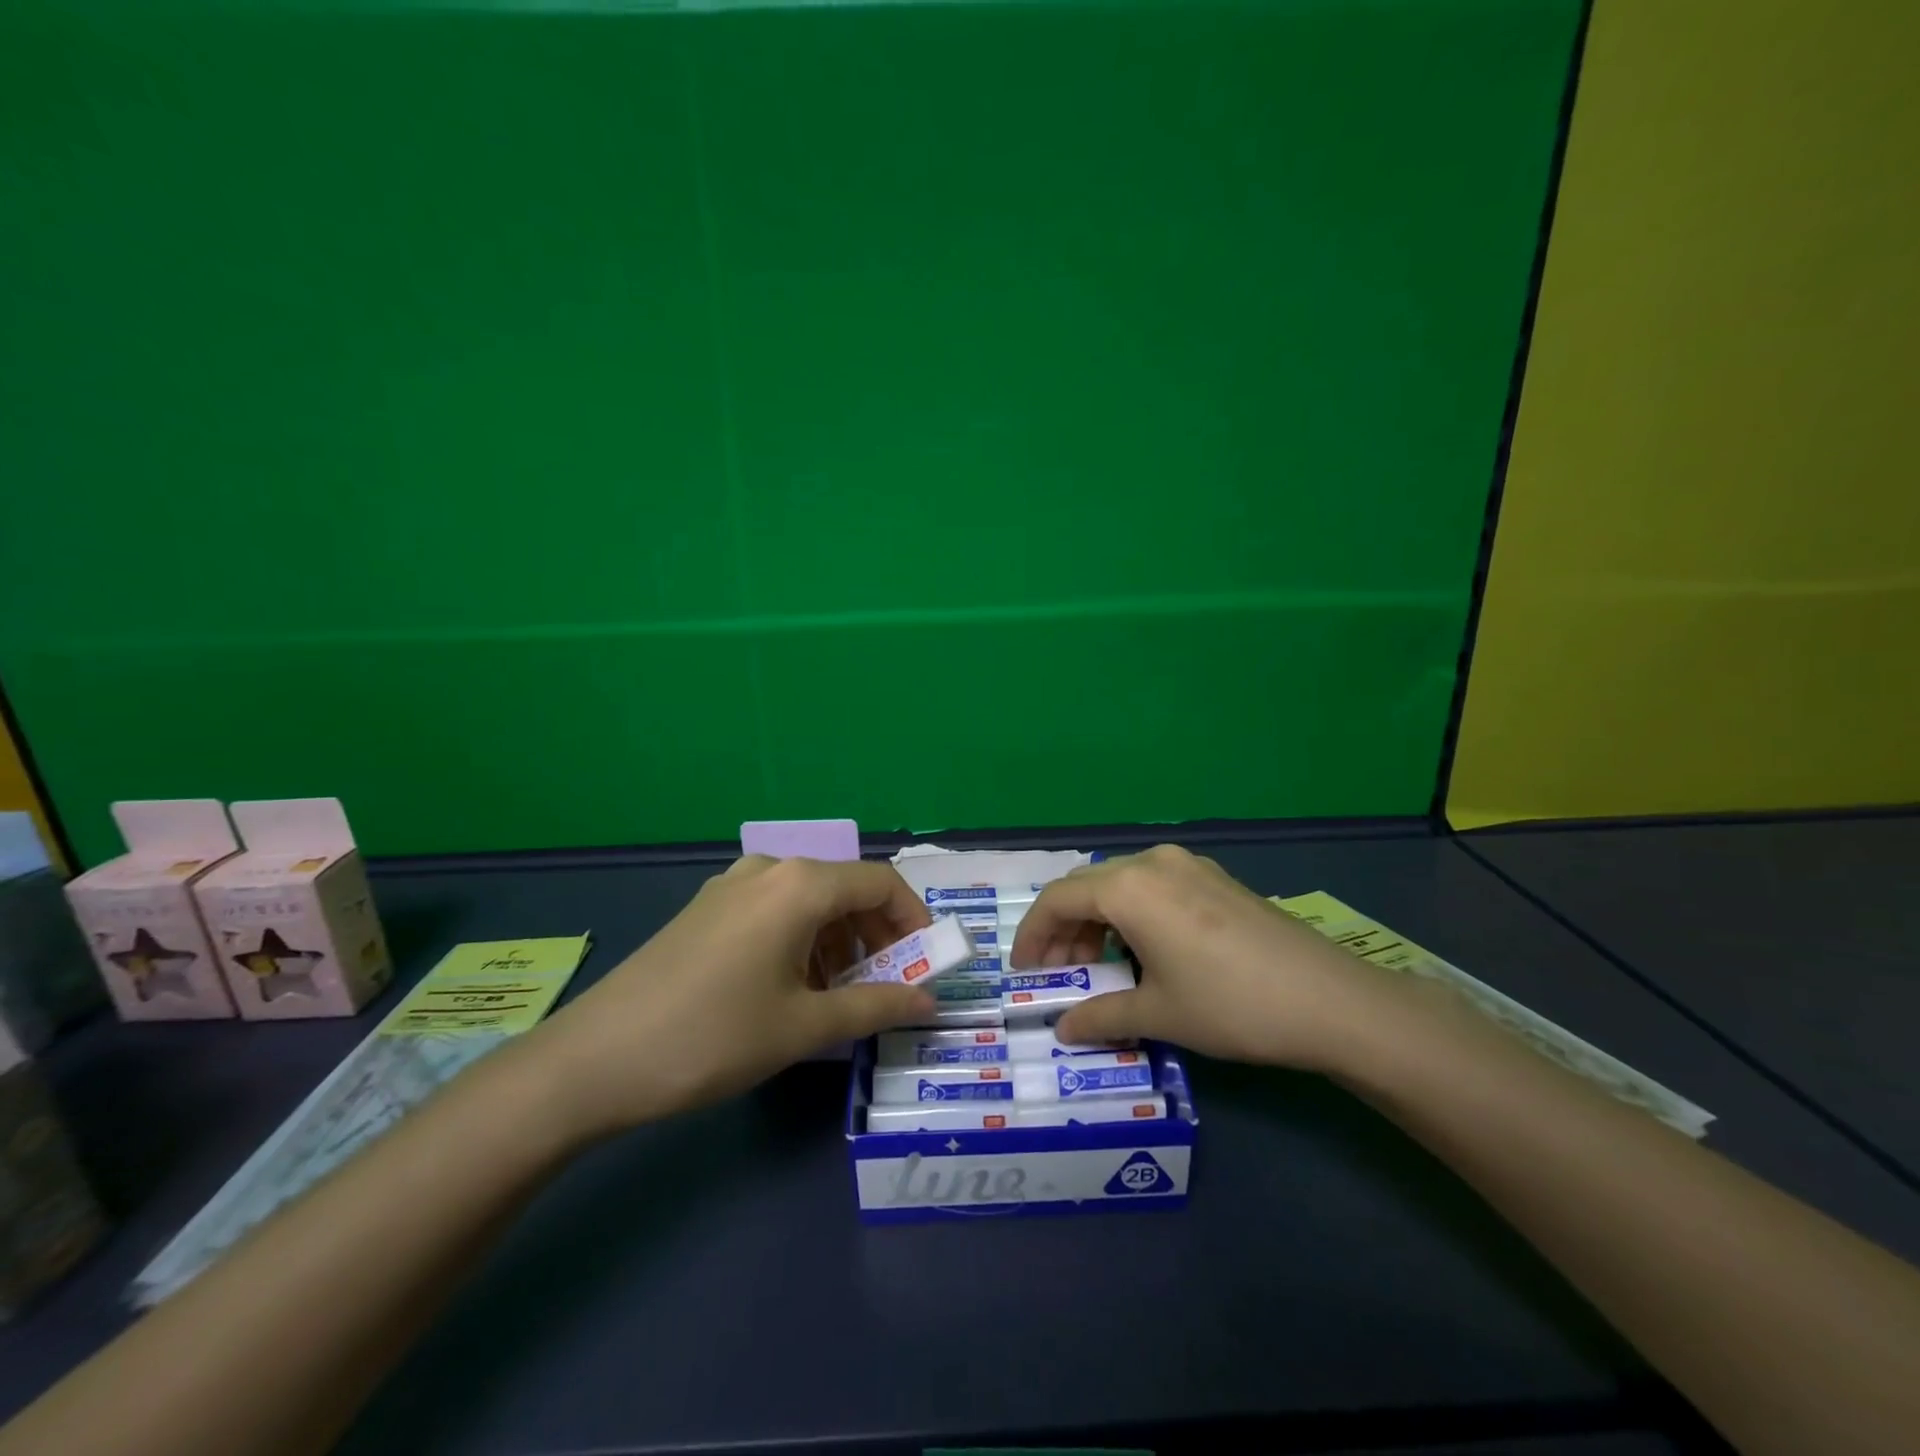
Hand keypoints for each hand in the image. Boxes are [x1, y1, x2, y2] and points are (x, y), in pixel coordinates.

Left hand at [525, 857, 936, 1138]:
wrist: (593, 1060)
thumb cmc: (713, 1037)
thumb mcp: (803, 1027)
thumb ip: (875, 1005)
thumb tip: (930, 1000)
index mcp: (799, 884)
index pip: (880, 883)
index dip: (913, 920)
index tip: (926, 964)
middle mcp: (769, 868)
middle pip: (844, 888)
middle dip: (876, 935)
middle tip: (886, 986)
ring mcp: (732, 885)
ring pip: (809, 900)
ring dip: (838, 940)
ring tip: (838, 995)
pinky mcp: (706, 908)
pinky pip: (774, 910)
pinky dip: (801, 939)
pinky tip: (790, 987)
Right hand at [1011, 845, 1394, 1071]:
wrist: (1330, 1000)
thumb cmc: (1230, 1005)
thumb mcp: (1158, 1014)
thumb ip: (1100, 1016)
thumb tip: (1064, 1027)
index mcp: (1129, 888)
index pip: (1057, 900)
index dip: (1032, 935)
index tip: (1024, 972)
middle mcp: (1153, 862)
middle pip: (1087, 888)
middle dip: (1063, 930)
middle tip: (1059, 975)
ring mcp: (1189, 865)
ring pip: (1120, 885)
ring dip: (1097, 922)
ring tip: (1098, 966)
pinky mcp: (1215, 878)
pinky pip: (1153, 886)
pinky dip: (1131, 914)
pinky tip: (1142, 950)